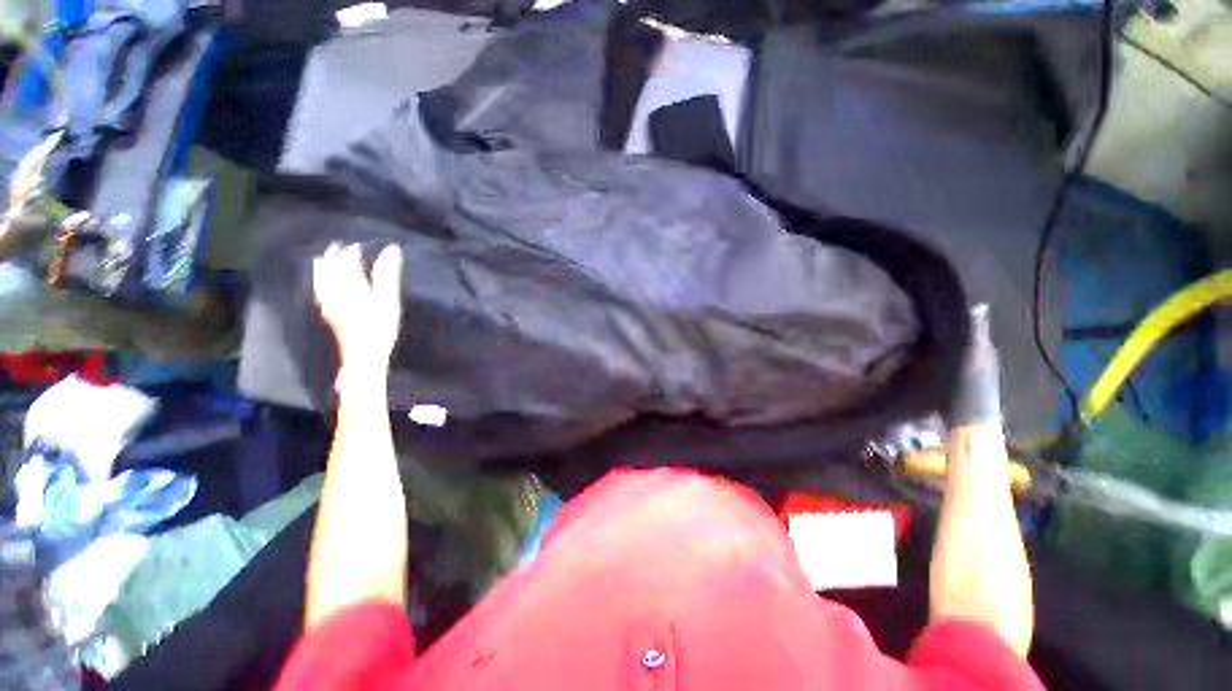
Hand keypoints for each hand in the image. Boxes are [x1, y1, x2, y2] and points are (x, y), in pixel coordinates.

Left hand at [313, 243, 403, 367]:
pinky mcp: (327, 312)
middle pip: (330, 264)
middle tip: (345, 248)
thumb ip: (388, 273)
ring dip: (325, 265)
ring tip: (329, 260)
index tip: (366, 246)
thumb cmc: (380, 327)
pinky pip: (319, 290)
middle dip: (337, 254)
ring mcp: (327, 301)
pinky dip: (321, 281)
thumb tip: (392, 249)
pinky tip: (323, 284)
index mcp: (349, 282)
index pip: (349, 258)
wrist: (362, 355)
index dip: (356, 250)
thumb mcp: (389, 299)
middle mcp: (333, 288)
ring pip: (320, 276)